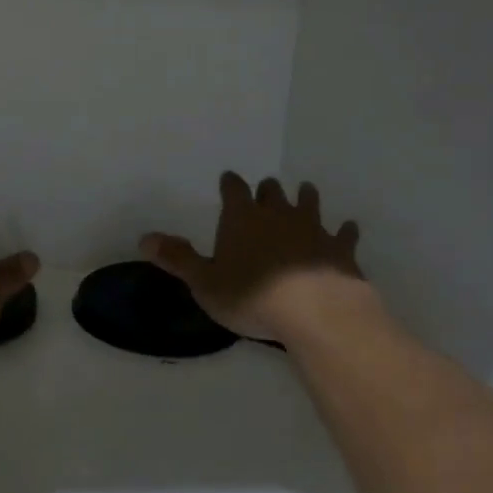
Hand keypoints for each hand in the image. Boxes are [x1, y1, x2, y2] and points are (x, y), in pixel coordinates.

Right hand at [140, 172, 365, 343]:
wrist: (316, 311)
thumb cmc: (251, 296)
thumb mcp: (205, 282)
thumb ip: (178, 258)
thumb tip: (145, 237)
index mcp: (242, 218)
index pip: (233, 189)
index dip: (230, 184)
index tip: (228, 180)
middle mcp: (278, 214)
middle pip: (271, 191)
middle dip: (266, 190)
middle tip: (265, 191)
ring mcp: (313, 228)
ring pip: (309, 203)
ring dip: (305, 198)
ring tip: (305, 191)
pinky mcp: (340, 249)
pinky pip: (343, 233)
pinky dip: (344, 231)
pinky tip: (348, 229)